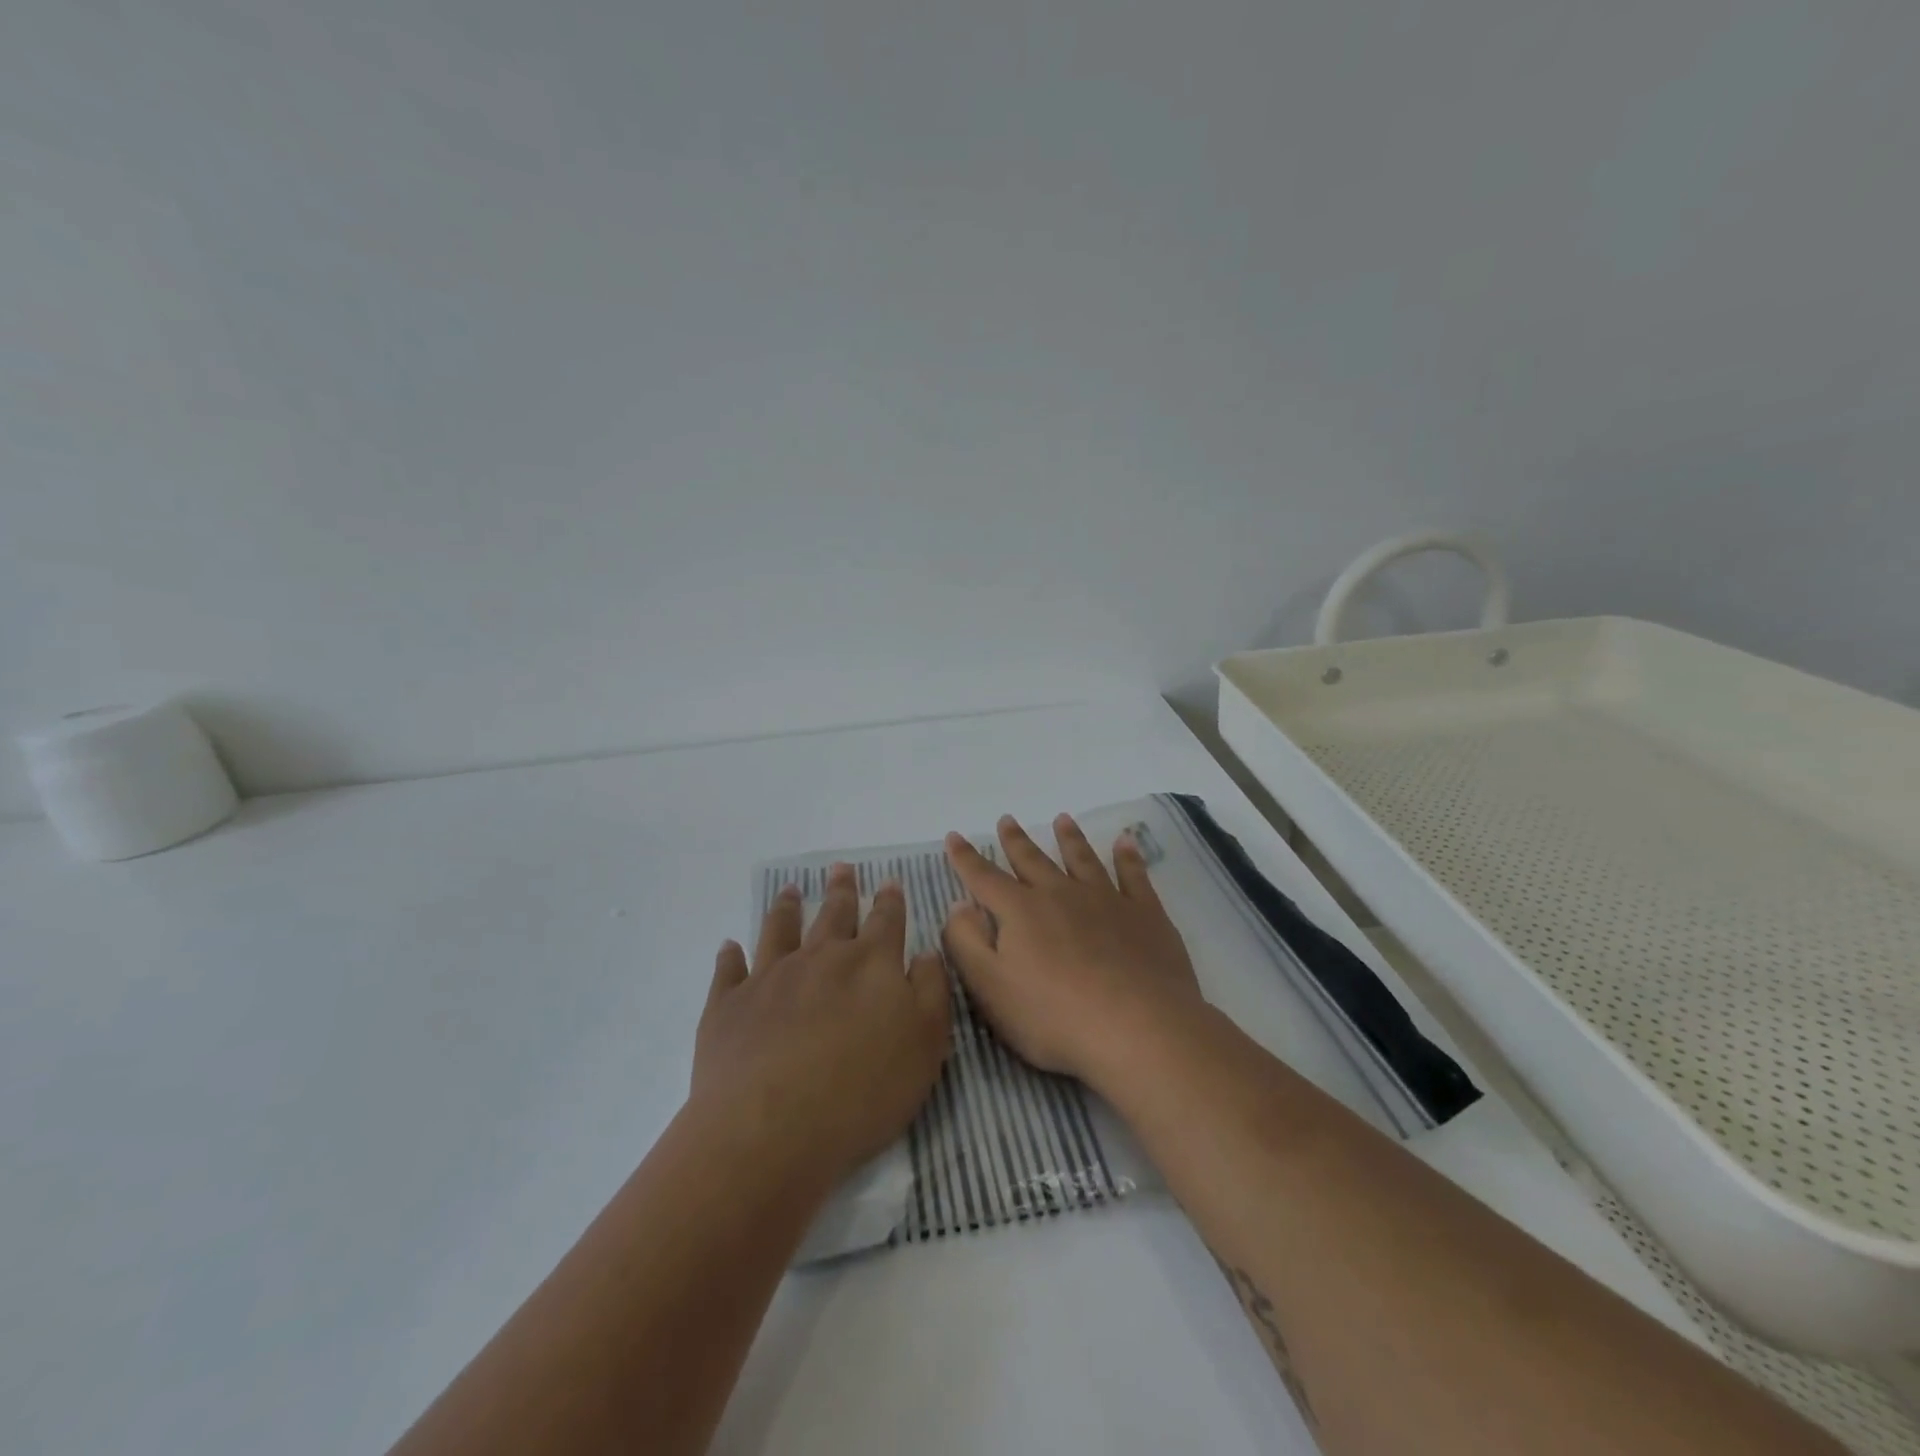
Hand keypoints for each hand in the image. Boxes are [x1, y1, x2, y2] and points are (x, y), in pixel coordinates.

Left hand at [694, 865, 951, 1187]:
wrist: (771, 1128)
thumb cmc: (863, 1090)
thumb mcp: (926, 1043)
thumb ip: (931, 991)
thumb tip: (926, 952)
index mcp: (870, 963)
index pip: (885, 920)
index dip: (890, 900)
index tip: (889, 881)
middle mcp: (819, 958)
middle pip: (833, 914)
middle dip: (841, 891)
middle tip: (841, 868)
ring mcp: (770, 978)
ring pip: (780, 930)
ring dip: (787, 908)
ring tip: (790, 891)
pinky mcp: (729, 1006)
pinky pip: (729, 971)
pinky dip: (730, 956)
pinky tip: (729, 947)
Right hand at [942, 814, 1200, 1090]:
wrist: (1139, 1030)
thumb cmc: (1055, 1017)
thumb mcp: (991, 988)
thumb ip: (967, 943)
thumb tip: (958, 905)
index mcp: (1020, 911)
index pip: (984, 878)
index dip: (966, 858)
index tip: (954, 836)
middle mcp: (1061, 894)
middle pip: (1033, 860)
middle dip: (1016, 840)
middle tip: (1007, 819)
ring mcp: (1106, 900)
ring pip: (1082, 859)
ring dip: (1070, 838)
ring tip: (1063, 819)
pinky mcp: (1145, 915)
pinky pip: (1133, 876)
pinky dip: (1128, 857)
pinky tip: (1125, 843)